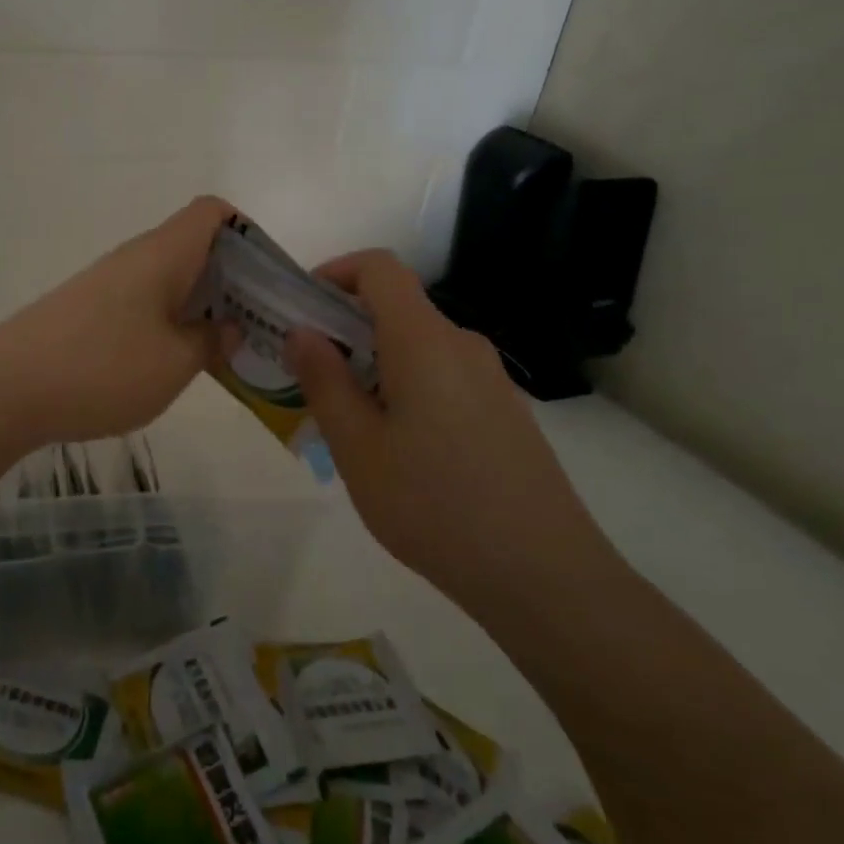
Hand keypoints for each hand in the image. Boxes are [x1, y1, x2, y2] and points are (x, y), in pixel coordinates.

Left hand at [0, 195, 234, 447]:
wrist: (4, 390)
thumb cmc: (101, 369)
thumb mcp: (174, 364)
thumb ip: (211, 340)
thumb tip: (229, 325)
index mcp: (162, 254)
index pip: (212, 212)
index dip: (248, 233)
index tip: (269, 280)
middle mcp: (134, 258)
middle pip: (195, 247)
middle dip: (233, 280)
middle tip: (259, 326)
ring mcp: (107, 284)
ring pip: (169, 279)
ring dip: (201, 306)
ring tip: (224, 350)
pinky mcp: (87, 311)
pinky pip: (144, 304)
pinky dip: (169, 323)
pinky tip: (174, 362)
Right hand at [285, 250, 613, 601]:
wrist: (543, 575)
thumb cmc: (433, 505)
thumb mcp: (357, 447)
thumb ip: (324, 380)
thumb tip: (301, 331)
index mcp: (424, 341)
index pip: (379, 268)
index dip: (335, 272)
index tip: (300, 309)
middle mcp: (462, 346)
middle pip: (396, 309)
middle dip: (344, 329)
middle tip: (306, 377)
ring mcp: (490, 379)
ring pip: (417, 348)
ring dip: (372, 364)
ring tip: (344, 423)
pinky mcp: (504, 412)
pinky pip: (442, 378)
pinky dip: (405, 388)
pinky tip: (395, 449)